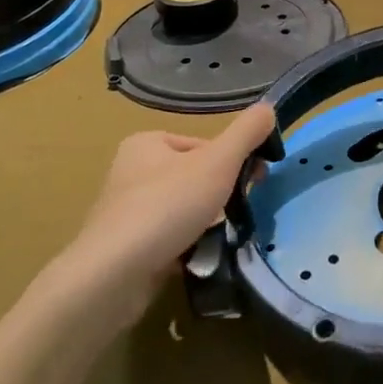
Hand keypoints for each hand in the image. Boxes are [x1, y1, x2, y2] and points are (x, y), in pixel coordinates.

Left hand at [65, 104, 277, 299]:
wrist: (113, 275)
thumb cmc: (167, 206)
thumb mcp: (218, 162)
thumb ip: (246, 133)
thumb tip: (269, 108)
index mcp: (147, 142)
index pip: (204, 146)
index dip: (232, 163)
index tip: (252, 183)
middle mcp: (131, 171)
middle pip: (195, 177)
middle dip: (219, 195)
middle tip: (237, 212)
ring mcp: (126, 211)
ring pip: (184, 209)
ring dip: (206, 222)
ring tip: (217, 239)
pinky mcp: (126, 247)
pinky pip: (169, 238)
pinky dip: (187, 246)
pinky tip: (198, 258)